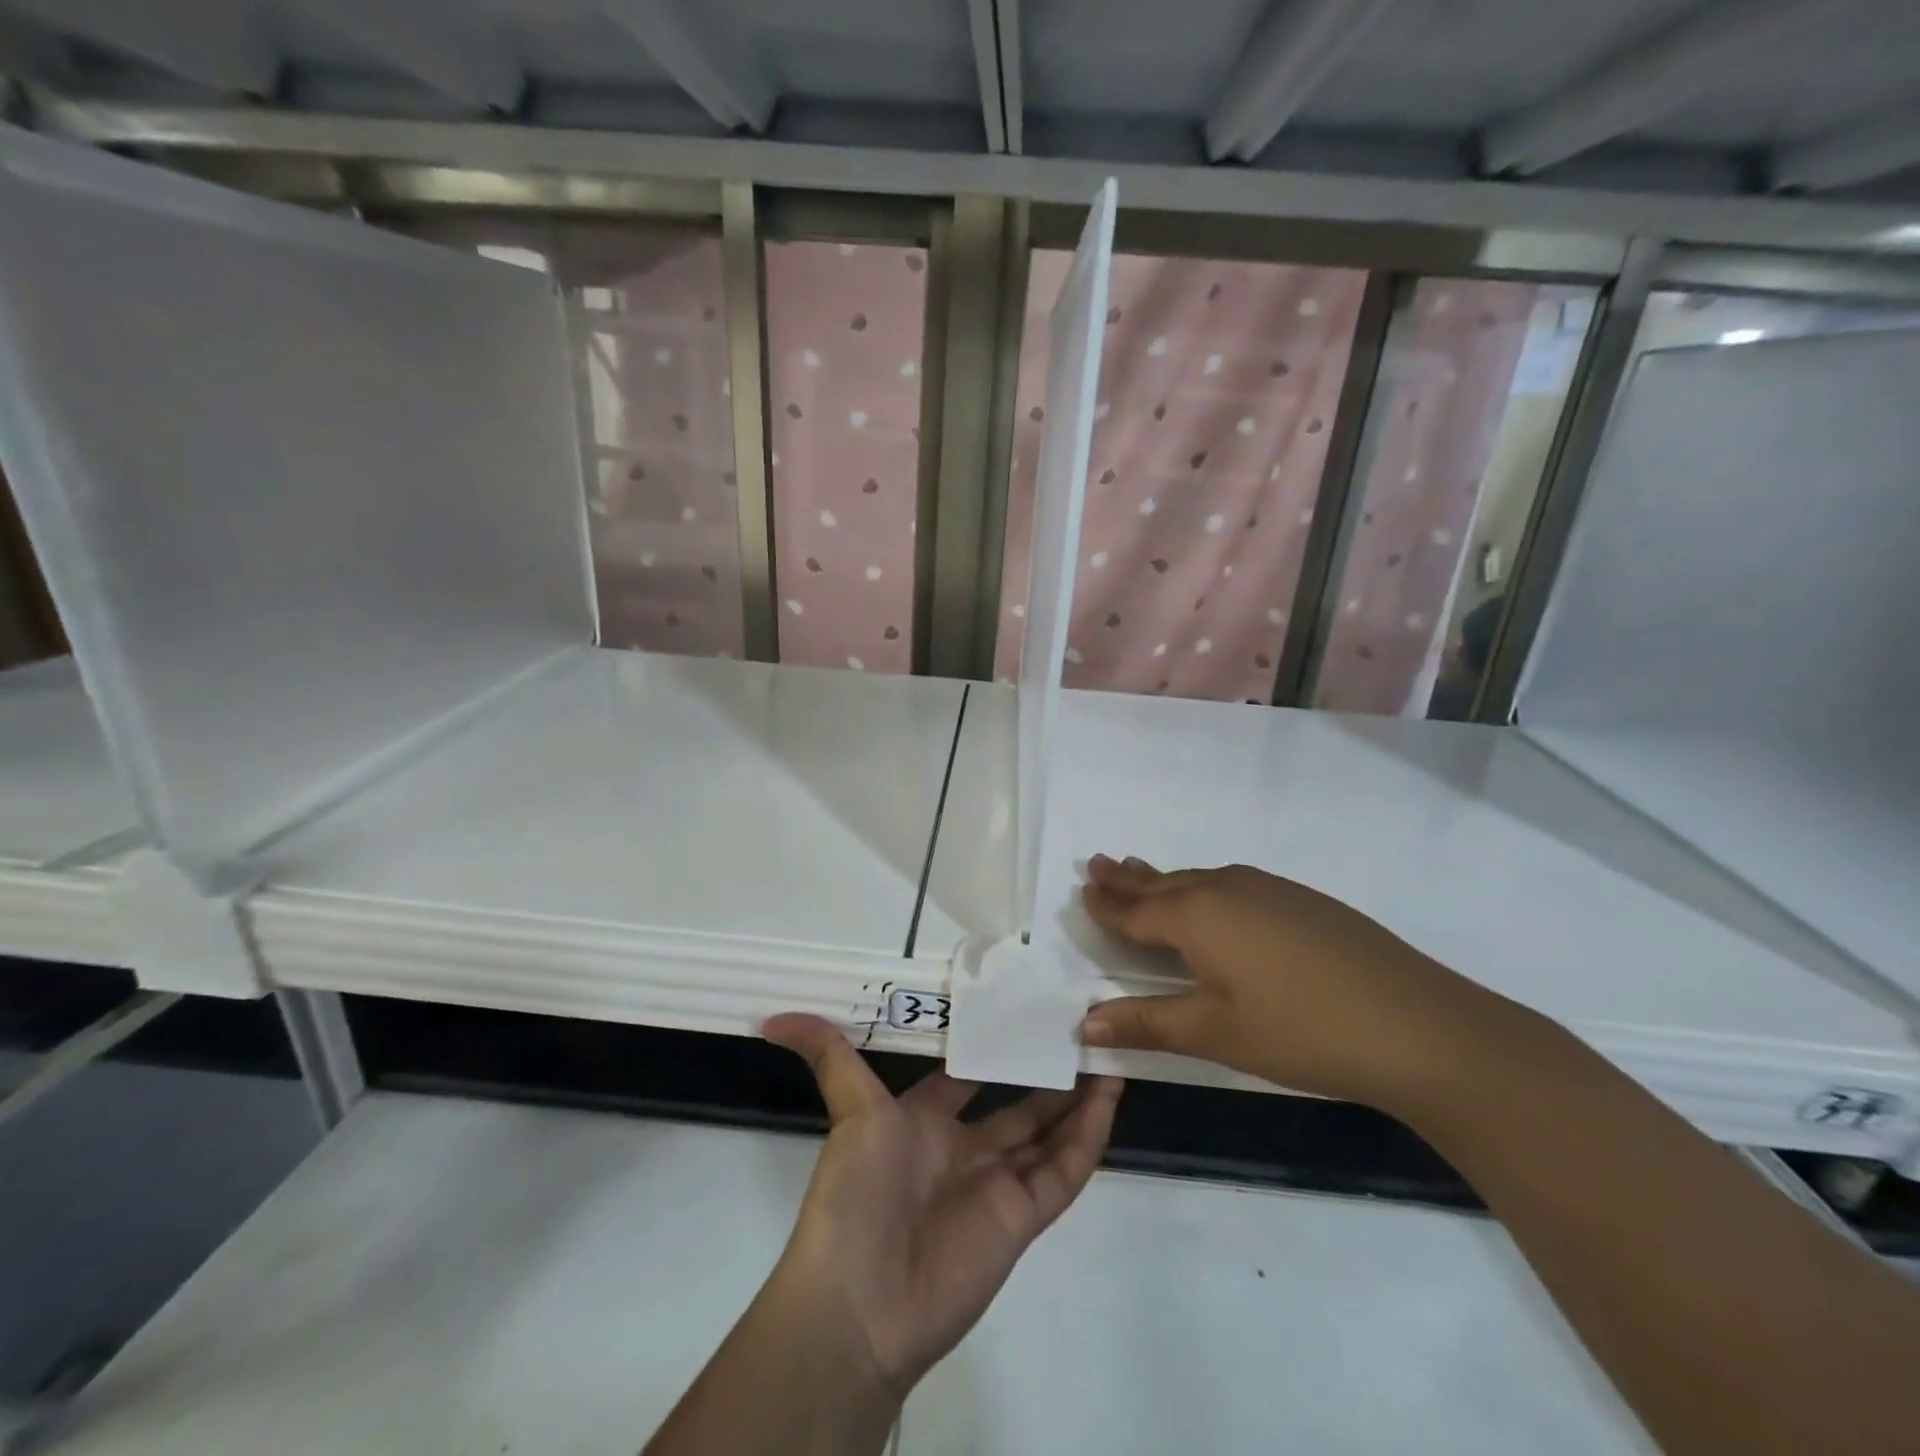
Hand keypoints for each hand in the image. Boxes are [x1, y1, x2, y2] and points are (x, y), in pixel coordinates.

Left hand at [762, 1014, 1121, 1397]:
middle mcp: (963, 1148)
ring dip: (1076, 1100)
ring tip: (1107, 1057)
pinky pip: (1063, 1172)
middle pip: (1017, 1102)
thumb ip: (829, 1056)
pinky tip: (1109, 1100)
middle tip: (1081, 1031)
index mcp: (924, 1120)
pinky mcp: (1022, 1219)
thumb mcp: (849, 1110)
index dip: (996, 1044)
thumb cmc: (855, 1192)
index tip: (1028, 1008)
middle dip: (1047, 1071)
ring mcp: (996, 1185)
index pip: (969, 1073)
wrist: (861, 1302)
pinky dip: (1088, 1138)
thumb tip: (771, 1017)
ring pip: (1047, 1133)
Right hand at [1079, 856, 1512, 1112]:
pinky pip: (1231, 883)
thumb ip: (1147, 1022)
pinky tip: (1212, 898)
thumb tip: (1083, 1022)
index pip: (1135, 909)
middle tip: (1098, 864)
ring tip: (1140, 872)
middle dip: (1128, 878)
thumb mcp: (1215, 1033)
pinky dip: (1202, 886)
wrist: (1417, 1024)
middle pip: (1163, 883)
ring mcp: (1268, 889)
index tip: (1082, 888)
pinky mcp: (1302, 899)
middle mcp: (1226, 889)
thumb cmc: (1301, 1031)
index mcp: (1197, 916)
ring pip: (1199, 878)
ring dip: (1164, 878)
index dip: (1106, 904)